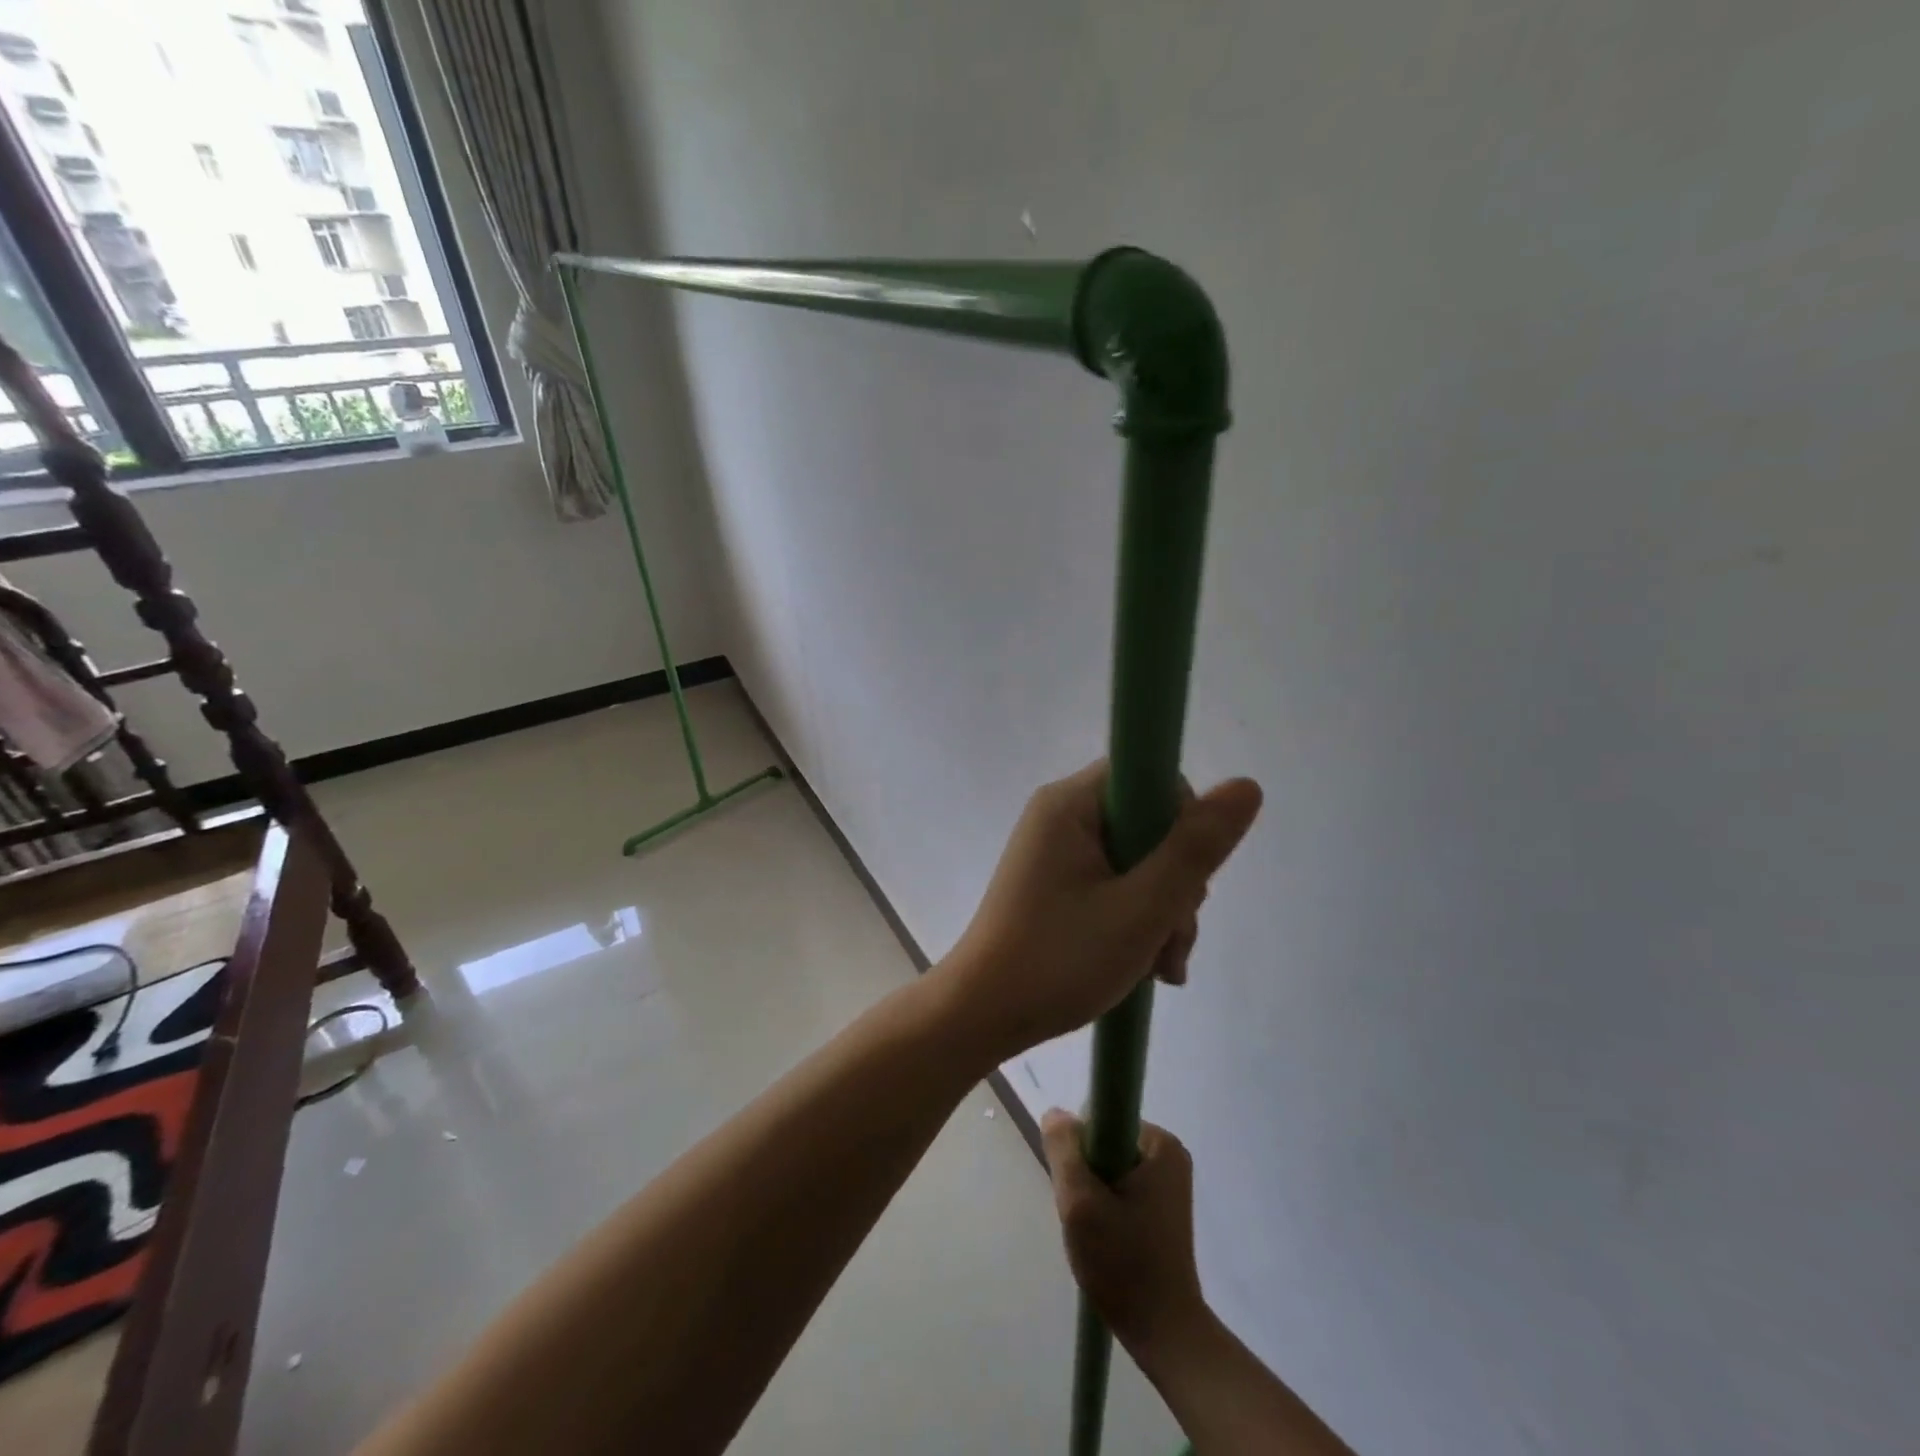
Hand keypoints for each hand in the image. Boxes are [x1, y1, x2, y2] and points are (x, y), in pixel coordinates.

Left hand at [941, 763, 1261, 1057]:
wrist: (983, 1014)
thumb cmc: (1060, 960)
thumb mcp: (1142, 908)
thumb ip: (1195, 849)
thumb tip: (1246, 785)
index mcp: (1069, 804)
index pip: (1149, 777)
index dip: (1183, 821)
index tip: (1187, 875)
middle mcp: (1059, 815)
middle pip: (1148, 824)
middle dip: (1175, 883)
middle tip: (1171, 938)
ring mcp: (1055, 851)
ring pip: (1137, 860)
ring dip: (1162, 910)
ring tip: (1160, 966)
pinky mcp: (1056, 882)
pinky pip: (1113, 882)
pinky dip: (1136, 919)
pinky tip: (1146, 965)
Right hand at [1043, 1111, 1207, 1352]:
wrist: (1163, 1333)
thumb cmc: (1123, 1263)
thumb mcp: (1079, 1201)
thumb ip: (1063, 1149)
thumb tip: (1056, 1112)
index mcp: (1160, 1143)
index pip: (1100, 1119)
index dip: (1079, 1149)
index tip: (1079, 1189)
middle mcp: (1170, 1154)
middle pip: (1104, 1143)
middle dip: (1086, 1175)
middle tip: (1086, 1216)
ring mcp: (1169, 1181)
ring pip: (1108, 1167)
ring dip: (1093, 1194)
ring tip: (1097, 1232)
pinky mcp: (1163, 1206)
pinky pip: (1120, 1186)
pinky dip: (1106, 1207)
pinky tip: (1107, 1239)